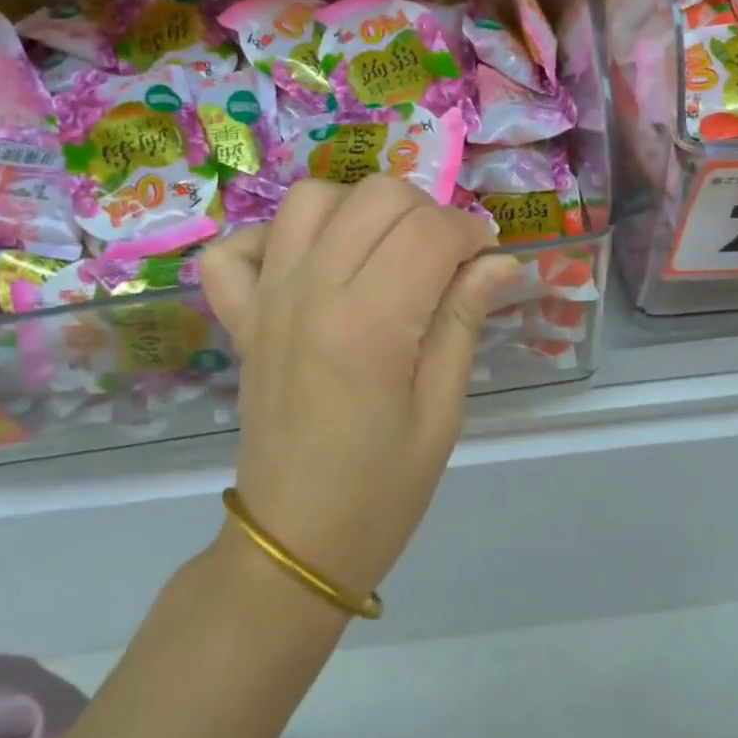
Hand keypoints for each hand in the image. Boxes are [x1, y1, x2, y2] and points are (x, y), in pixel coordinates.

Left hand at [200, 177, 518, 602]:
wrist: (293, 543)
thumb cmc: (382, 489)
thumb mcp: (442, 411)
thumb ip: (463, 320)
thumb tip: (499, 260)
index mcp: (371, 323)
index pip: (430, 230)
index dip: (471, 232)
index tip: (485, 260)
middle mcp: (312, 292)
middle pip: (376, 195)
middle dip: (424, 212)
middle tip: (443, 258)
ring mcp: (267, 299)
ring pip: (311, 198)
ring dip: (359, 209)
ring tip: (383, 251)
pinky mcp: (240, 316)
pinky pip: (238, 248)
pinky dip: (274, 239)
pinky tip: (308, 265)